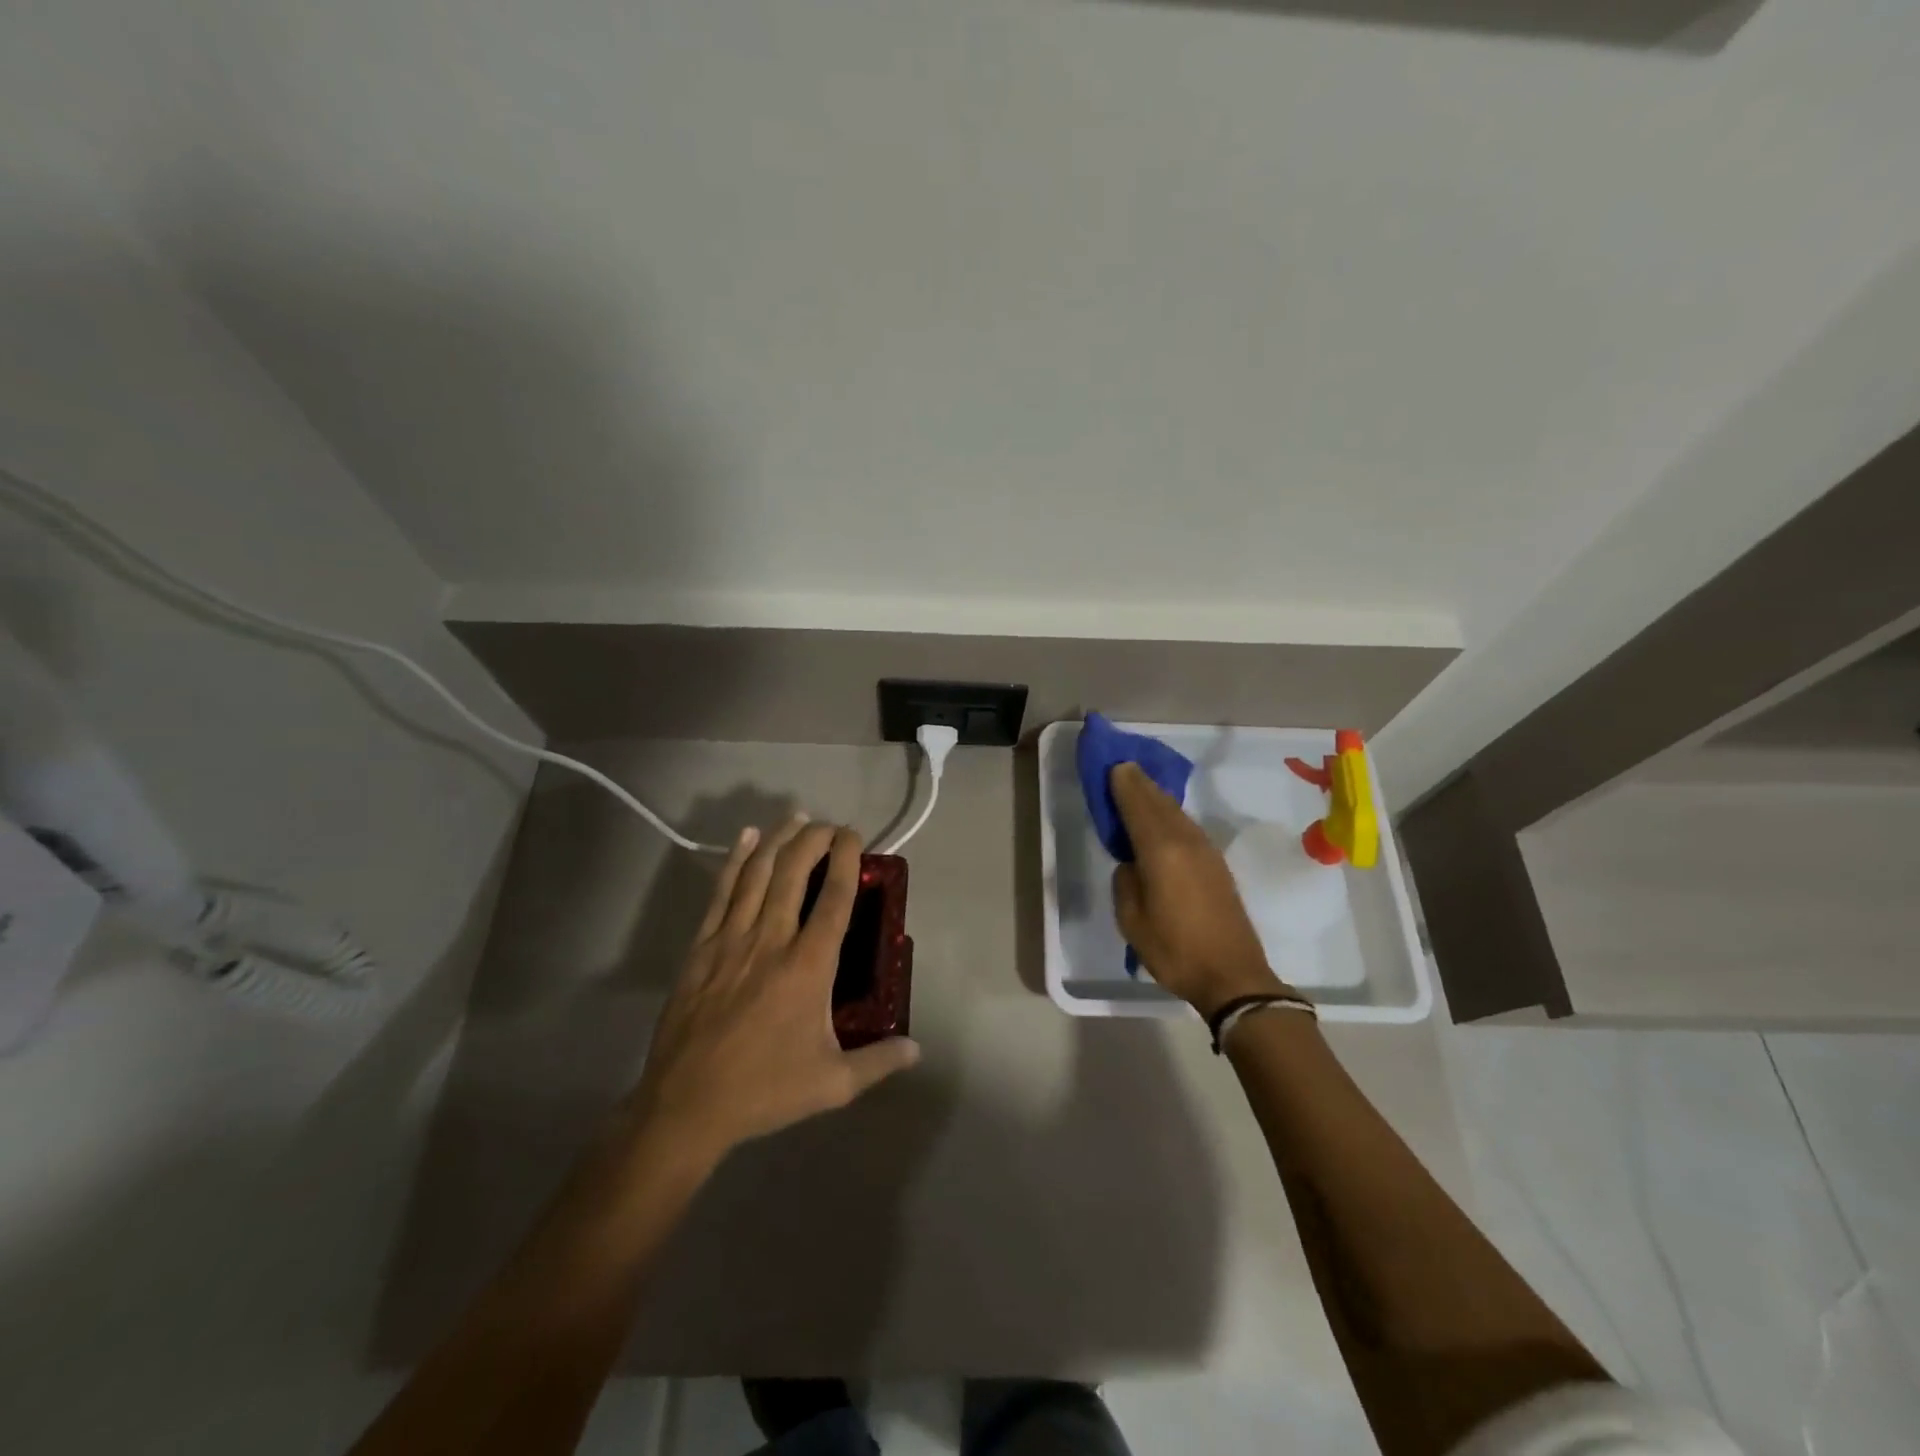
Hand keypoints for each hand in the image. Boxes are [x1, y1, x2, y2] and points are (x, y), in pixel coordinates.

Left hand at [625, 816, 920, 1162]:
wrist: (686, 1106)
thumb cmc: (765, 1090)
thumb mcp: (833, 1084)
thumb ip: (879, 1061)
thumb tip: (917, 1049)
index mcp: (808, 966)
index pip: (834, 897)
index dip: (847, 859)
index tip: (854, 836)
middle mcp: (771, 940)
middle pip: (794, 872)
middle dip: (815, 838)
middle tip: (830, 825)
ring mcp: (731, 939)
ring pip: (757, 873)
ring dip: (779, 839)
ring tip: (796, 818)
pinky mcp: (702, 948)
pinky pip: (722, 892)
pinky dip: (735, 860)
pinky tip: (746, 839)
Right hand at [1108, 762, 1293, 1019]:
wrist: (1232, 976)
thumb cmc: (1175, 950)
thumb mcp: (1132, 921)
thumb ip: (1125, 882)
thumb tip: (1132, 864)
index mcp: (1161, 851)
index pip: (1138, 806)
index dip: (1124, 785)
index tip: (1113, 765)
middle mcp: (1186, 841)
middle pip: (1159, 803)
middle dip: (1140, 784)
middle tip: (1123, 767)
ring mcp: (1206, 852)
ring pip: (1177, 813)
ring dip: (1157, 797)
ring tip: (1140, 786)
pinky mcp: (1216, 865)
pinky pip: (1187, 827)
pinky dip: (1171, 815)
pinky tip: (1164, 819)